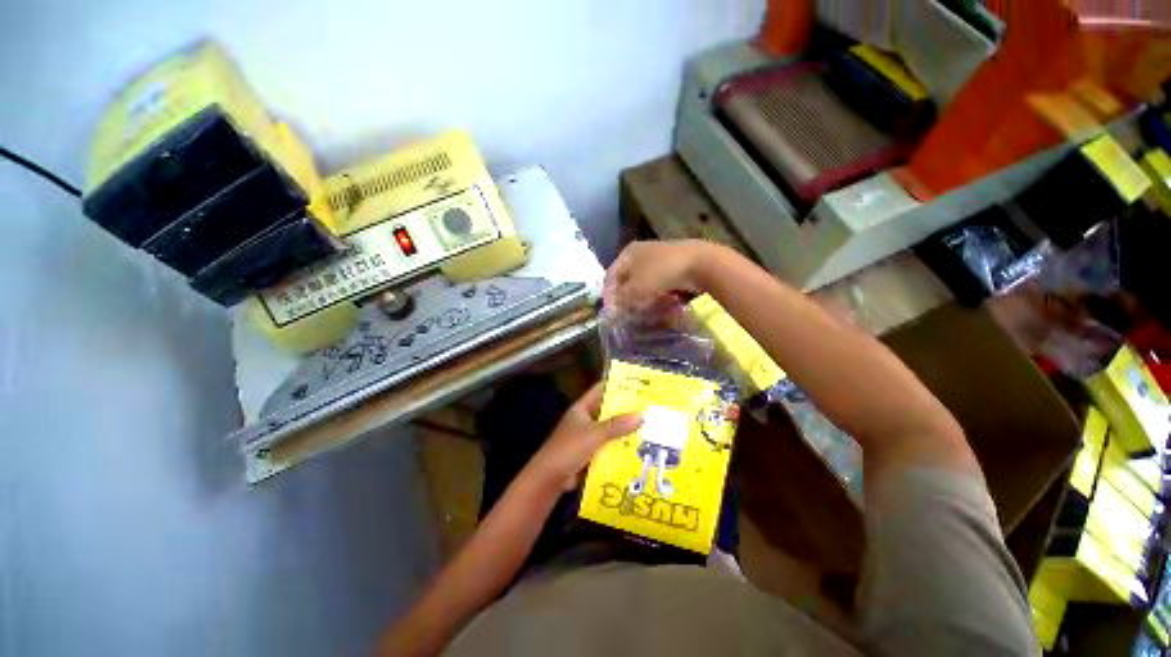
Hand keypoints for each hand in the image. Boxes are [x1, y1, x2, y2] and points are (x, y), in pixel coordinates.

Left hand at [526, 383, 642, 491]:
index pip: (600, 390)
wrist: (550, 478)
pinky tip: (636, 449)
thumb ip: (617, 425)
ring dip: (623, 430)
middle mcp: (584, 420)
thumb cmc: (570, 448)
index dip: (615, 385)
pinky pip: (607, 446)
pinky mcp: (588, 454)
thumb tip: (642, 415)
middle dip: (624, 410)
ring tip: (648, 427)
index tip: (636, 383)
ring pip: (608, 430)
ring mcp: (585, 437)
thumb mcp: (595, 434)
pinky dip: (618, 447)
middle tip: (648, 407)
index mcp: (581, 408)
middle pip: (606, 411)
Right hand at [603, 240, 710, 312]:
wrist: (700, 264)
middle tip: (627, 314)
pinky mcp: (674, 267)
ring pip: (644, 283)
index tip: (611, 313)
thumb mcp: (636, 289)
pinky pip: (659, 284)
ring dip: (642, 299)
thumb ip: (620, 301)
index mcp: (628, 253)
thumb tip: (609, 312)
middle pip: (627, 280)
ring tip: (644, 312)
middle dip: (626, 299)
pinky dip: (657, 295)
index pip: (611, 276)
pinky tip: (660, 305)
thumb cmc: (661, 273)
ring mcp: (659, 259)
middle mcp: (641, 253)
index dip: (609, 295)